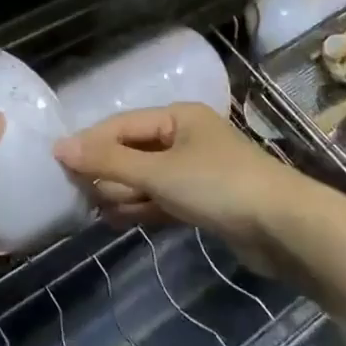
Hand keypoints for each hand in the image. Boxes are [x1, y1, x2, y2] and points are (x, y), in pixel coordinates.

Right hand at [53, 104, 307, 274]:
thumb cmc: (219, 186)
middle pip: (134, 150)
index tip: (59, 162)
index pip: (123, 125)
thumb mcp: (159, 171)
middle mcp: (186, 137)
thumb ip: (110, 160)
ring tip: (90, 209)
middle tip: (73, 192)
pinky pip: (163, 199)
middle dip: (106, 170)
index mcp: (178, 117)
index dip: (91, 142)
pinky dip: (141, 207)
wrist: (286, 229)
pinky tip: (116, 220)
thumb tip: (61, 147)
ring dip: (122, 191)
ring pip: (147, 177)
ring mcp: (197, 171)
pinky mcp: (206, 202)